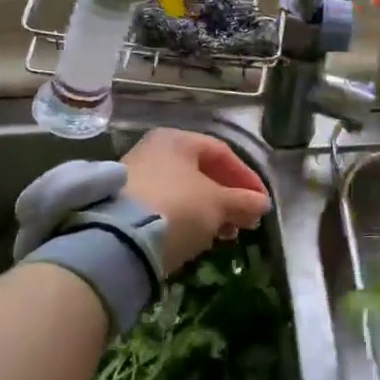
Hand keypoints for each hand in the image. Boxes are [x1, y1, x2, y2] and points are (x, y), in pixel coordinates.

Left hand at [121, 128, 270, 273]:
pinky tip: (197, 237)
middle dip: (229, 198)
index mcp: (177, 139)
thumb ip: (243, 201)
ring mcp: (136, 176)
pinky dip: (186, 219)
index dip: (246, 178)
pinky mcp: (123, 204)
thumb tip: (262, 203)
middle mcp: (154, 151)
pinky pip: (166, 206)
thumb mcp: (218, 204)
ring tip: (226, 233)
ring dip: (210, 211)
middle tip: (246, 220)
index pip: (222, 153)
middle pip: (202, 172)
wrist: (118, 240)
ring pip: (184, 191)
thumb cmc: (177, 207)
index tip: (261, 202)